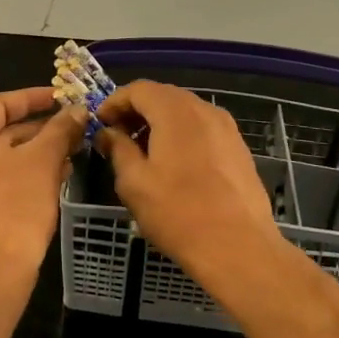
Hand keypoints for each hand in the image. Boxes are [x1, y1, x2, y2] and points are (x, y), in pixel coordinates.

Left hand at [0, 87, 85, 281]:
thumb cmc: (16, 204)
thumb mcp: (43, 160)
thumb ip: (60, 129)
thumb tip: (77, 110)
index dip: (33, 98)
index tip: (61, 99)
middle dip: (38, 129)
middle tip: (71, 130)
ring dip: (32, 153)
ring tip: (68, 156)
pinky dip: (19, 175)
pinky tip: (51, 181)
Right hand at [96, 81, 282, 276]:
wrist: (238, 248)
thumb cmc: (178, 213)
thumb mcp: (134, 183)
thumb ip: (118, 149)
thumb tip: (108, 133)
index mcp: (175, 112)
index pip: (139, 89)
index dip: (115, 102)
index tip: (100, 123)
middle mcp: (204, 110)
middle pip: (163, 96)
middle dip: (137, 111)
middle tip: (117, 136)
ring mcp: (226, 128)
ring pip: (185, 112)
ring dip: (159, 123)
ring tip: (143, 152)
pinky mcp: (238, 148)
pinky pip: (202, 129)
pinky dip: (181, 134)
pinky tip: (173, 164)